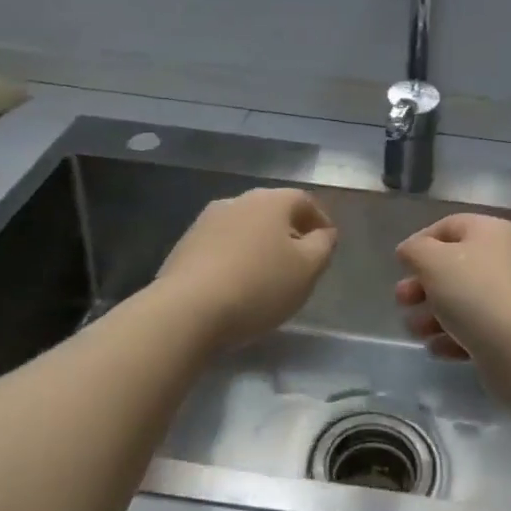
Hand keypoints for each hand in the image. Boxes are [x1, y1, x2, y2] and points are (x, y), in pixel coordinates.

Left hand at [155, 188, 336, 348]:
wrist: (186, 310)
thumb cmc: (258, 286)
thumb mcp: (307, 269)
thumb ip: (323, 246)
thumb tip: (324, 233)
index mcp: (271, 201)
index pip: (304, 201)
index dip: (320, 221)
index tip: (326, 245)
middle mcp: (238, 201)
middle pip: (272, 211)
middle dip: (289, 232)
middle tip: (299, 261)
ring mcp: (206, 221)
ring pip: (245, 228)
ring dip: (259, 245)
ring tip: (266, 275)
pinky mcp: (184, 245)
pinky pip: (221, 245)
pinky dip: (234, 258)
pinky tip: (235, 284)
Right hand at [395, 214, 510, 398]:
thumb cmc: (474, 293)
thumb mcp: (433, 261)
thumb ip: (415, 251)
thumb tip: (410, 251)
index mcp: (490, 232)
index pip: (449, 226)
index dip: (421, 242)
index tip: (400, 265)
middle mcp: (503, 259)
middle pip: (454, 266)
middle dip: (422, 284)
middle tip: (401, 300)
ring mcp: (509, 297)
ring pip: (462, 300)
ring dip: (432, 314)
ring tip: (414, 331)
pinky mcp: (510, 333)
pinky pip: (475, 329)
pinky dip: (452, 337)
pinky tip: (436, 348)